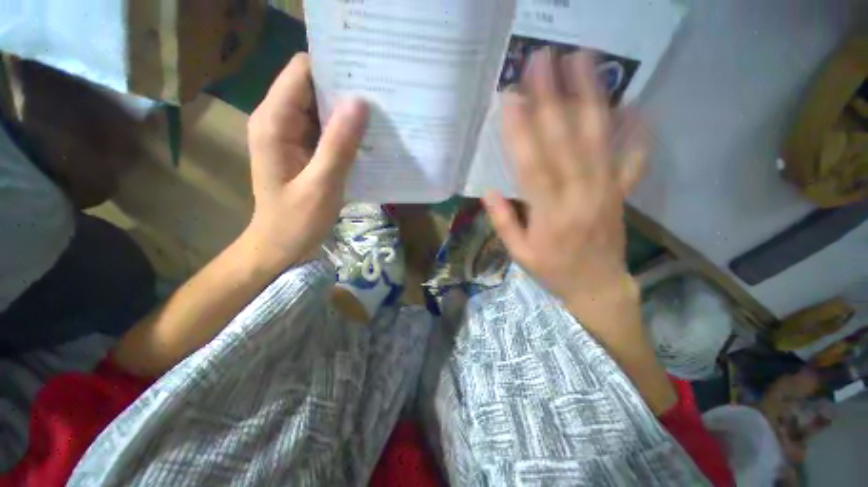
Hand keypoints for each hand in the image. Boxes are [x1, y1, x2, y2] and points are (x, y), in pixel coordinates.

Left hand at [244, 53, 367, 269]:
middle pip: (312, 87)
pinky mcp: (302, 150)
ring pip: (320, 109)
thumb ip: (339, 144)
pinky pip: (325, 130)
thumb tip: (360, 103)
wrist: (280, 246)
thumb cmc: (296, 221)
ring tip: (379, 117)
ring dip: (347, 112)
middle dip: (345, 90)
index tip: (366, 75)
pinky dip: (345, 132)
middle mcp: (278, 121)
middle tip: (381, 98)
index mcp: (274, 123)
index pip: (302, 72)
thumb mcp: (321, 185)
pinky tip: (366, 139)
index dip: (333, 68)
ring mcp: (290, 135)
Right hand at [484, 49, 646, 320]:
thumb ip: (503, 222)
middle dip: (551, 98)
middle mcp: (579, 196)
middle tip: (542, 61)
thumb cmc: (553, 272)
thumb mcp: (519, 254)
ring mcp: (606, 190)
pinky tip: (634, 104)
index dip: (519, 131)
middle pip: (564, 141)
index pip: (531, 165)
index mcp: (549, 215)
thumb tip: (486, 191)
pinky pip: (632, 158)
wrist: (597, 287)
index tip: (511, 98)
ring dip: (589, 97)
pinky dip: (636, 130)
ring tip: (582, 61)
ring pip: (598, 139)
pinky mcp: (621, 192)